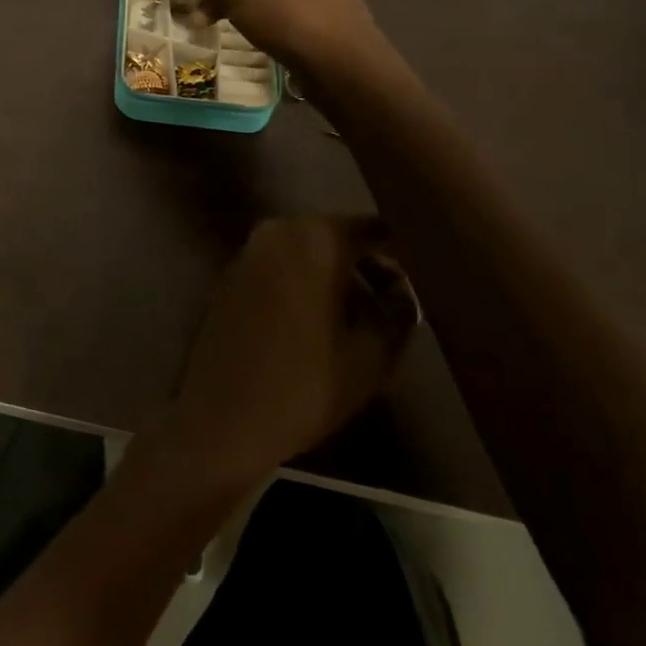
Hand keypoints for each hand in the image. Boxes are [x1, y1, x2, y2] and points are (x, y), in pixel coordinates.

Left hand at [161, 217, 417, 488]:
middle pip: (336, 236)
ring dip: (335, 276)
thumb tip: (402, 292)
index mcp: (316, 239)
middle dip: (367, 265)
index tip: (423, 275)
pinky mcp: (231, 274)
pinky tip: (320, 323)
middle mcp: (279, 230)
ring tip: (363, 320)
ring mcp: (249, 250)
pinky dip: (303, 282)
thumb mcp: (372, 358)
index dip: (400, 250)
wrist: (221, 417)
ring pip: (306, 251)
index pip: (371, 228)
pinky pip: (280, 266)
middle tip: (395, 303)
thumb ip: (397, 313)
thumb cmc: (305, 385)